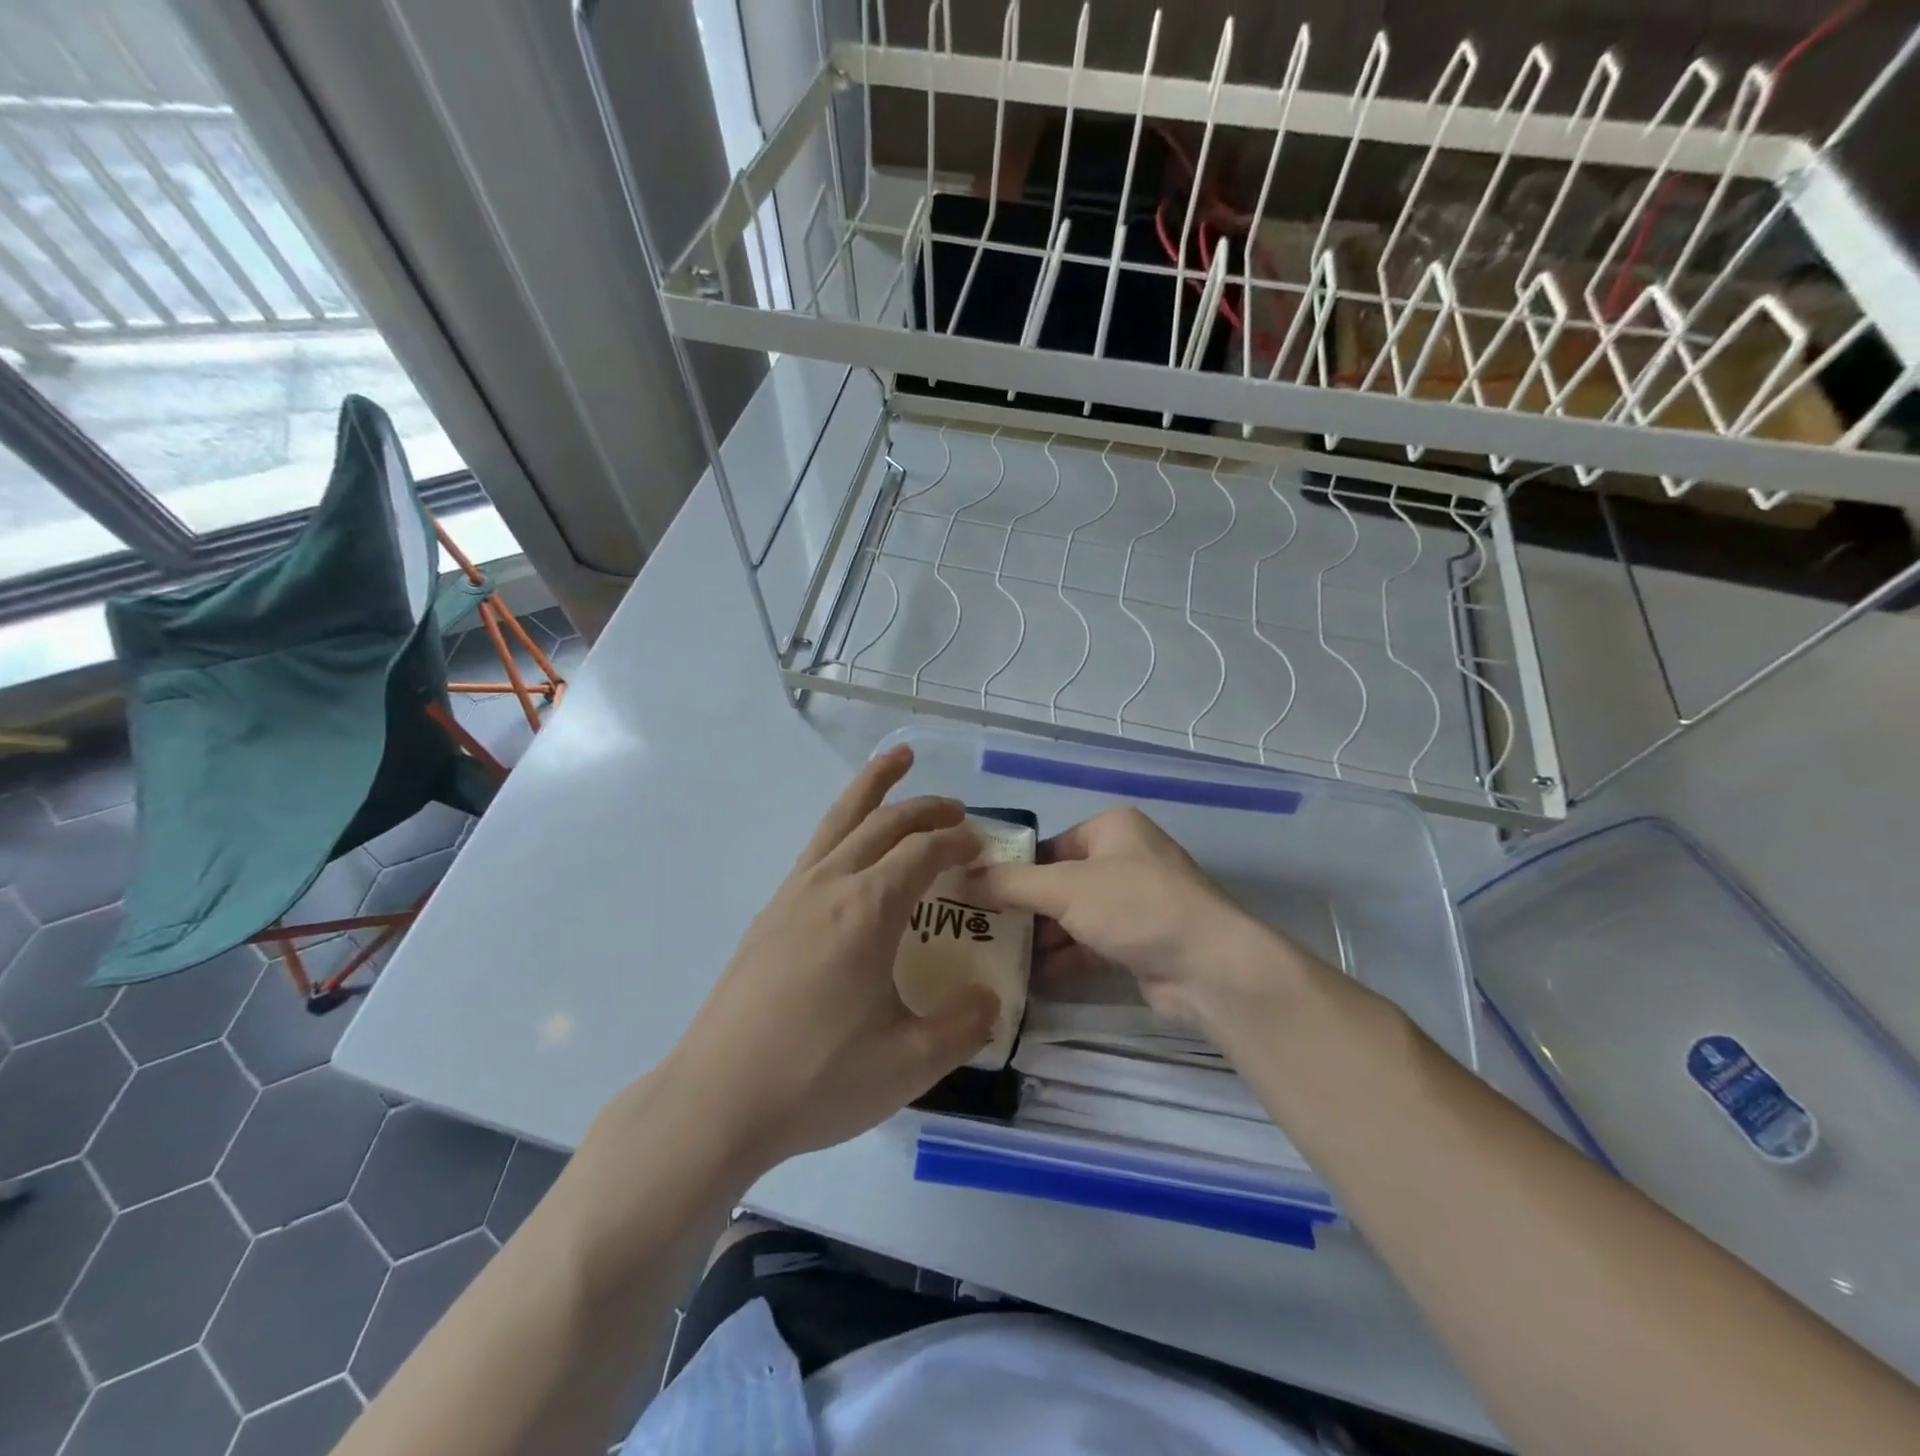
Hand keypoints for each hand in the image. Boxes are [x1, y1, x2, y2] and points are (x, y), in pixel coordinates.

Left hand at [651, 746, 997, 1171]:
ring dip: (872, 787)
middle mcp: (830, 885)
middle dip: (925, 807)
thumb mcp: (909, 1064)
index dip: (958, 841)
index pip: (924, 852)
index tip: (982, 845)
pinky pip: (816, 848)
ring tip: (895, 758)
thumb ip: (962, 1026)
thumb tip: (990, 1000)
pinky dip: (843, 824)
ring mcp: (792, 895)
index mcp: (868, 910)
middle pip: (883, 822)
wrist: (715, 1101)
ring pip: (839, 820)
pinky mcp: (769, 914)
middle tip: (956, 807)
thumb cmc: (816, 1079)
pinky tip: (849, 847)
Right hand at [965, 807, 1299, 1033]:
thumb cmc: (1135, 907)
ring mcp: (1135, 903)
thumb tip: (961, 877)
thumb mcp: (1065, 888)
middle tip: (978, 928)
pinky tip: (1028, 977)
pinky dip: (1063, 958)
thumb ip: (1010, 883)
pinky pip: (1090, 944)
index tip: (975, 893)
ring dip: (1040, 936)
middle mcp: (1125, 859)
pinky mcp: (1139, 942)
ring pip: (1074, 916)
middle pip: (1059, 882)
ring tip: (993, 953)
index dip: (1012, 868)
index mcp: (1111, 829)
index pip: (1048, 845)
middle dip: (1023, 907)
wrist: (1208, 967)